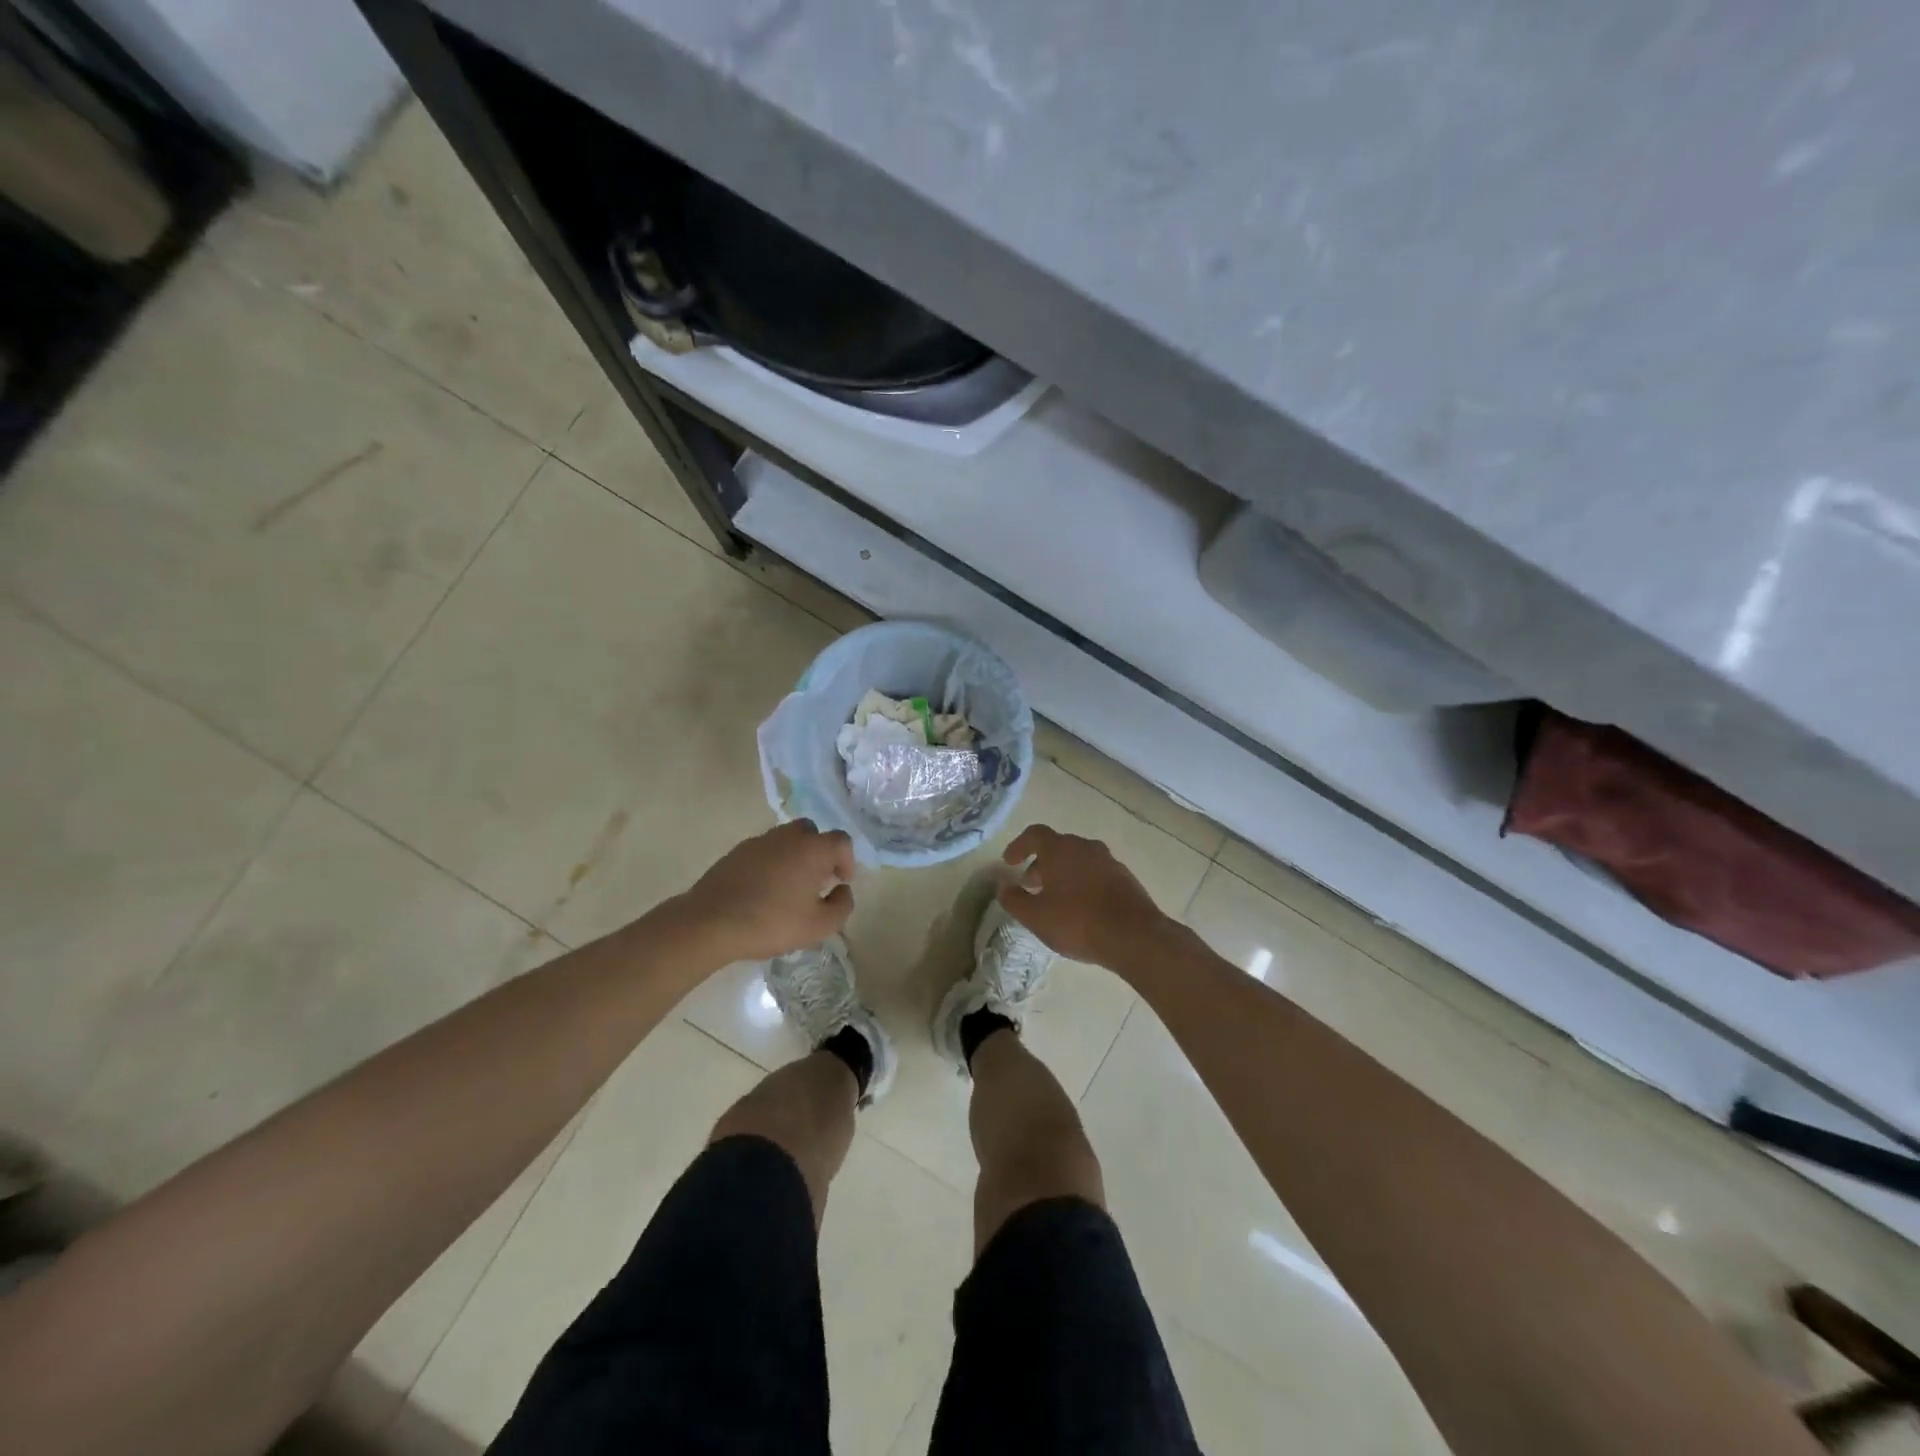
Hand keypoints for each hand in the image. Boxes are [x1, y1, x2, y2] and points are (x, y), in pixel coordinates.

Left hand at [678, 821, 855, 962]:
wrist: (711, 922)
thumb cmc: (772, 922)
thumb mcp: (819, 926)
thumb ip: (842, 905)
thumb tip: (843, 890)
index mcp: (812, 849)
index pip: (841, 841)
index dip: (847, 860)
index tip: (841, 883)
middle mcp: (788, 836)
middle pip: (812, 833)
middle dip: (820, 853)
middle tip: (817, 880)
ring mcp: (759, 841)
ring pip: (786, 840)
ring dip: (795, 857)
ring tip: (790, 887)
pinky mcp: (736, 852)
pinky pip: (764, 851)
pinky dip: (771, 863)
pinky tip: (764, 890)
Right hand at [997, 825, 1169, 968]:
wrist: (1134, 937)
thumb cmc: (1077, 922)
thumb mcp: (1036, 916)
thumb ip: (1014, 899)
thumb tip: (1003, 886)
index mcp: (1061, 849)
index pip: (1034, 834)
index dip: (1019, 846)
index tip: (1009, 862)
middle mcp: (1085, 847)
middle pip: (1058, 847)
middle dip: (1041, 863)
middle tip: (1030, 884)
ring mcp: (1109, 861)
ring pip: (1078, 860)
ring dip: (1063, 874)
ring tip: (1055, 899)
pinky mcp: (1125, 878)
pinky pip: (1096, 873)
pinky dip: (1083, 883)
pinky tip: (1081, 908)